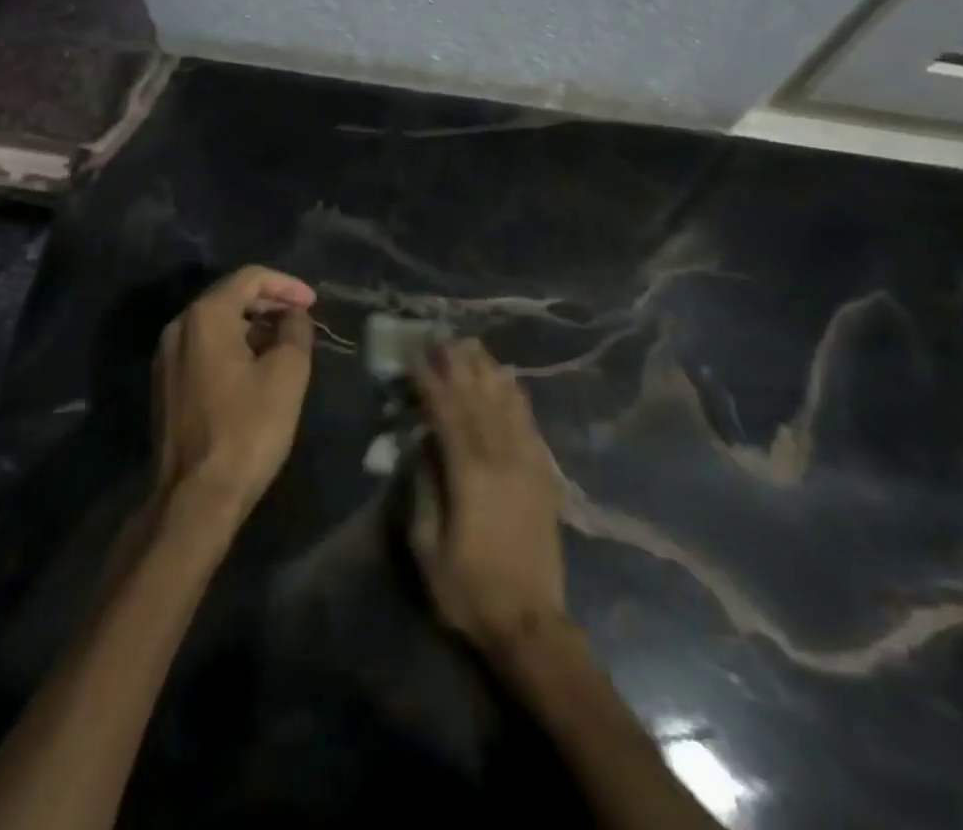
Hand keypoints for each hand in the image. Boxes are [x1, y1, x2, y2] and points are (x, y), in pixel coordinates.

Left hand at [153, 266, 317, 522]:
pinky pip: (204, 348)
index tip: (313, 304)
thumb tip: (293, 316)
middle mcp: (179, 327)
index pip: (250, 278)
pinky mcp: (166, 385)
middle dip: (269, 303)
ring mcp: (166, 357)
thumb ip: (295, 331)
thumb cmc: (247, 429)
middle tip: (302, 318)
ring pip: (216, 324)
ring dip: (252, 326)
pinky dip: (233, 346)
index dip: (286, 285)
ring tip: (285, 342)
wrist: (195, 498)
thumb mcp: (287, 374)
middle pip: (229, 297)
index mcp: (205, 316)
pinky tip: (257, 366)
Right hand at [410, 339, 568, 651]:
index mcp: (469, 475)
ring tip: (476, 347)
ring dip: (489, 373)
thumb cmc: (468, 590)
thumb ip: (423, 489)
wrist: (531, 624)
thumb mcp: (427, 547)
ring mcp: (527, 465)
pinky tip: (511, 382)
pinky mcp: (544, 477)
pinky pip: (530, 426)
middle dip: (460, 366)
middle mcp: (501, 459)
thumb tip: (422, 446)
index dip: (431, 383)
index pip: (447, 415)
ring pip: (507, 406)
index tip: (419, 357)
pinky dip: (518, 399)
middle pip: (479, 400)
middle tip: (446, 338)